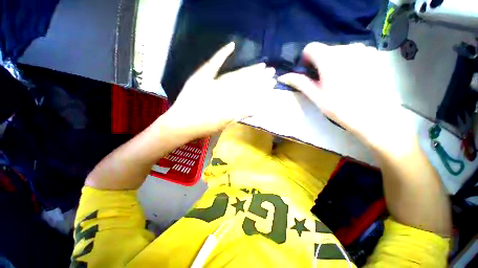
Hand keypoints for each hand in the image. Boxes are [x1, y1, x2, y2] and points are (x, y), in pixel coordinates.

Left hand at [163, 42, 275, 138]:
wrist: (181, 124)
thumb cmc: (203, 127)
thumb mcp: (224, 123)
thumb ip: (240, 115)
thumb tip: (257, 108)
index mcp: (228, 102)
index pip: (249, 93)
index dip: (261, 87)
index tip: (272, 82)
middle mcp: (223, 90)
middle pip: (244, 82)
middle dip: (259, 77)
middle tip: (272, 71)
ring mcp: (213, 82)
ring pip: (235, 75)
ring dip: (249, 70)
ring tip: (262, 65)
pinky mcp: (202, 77)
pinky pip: (213, 64)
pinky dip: (222, 54)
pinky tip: (231, 45)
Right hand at [278, 42, 413, 146]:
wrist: (375, 115)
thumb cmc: (340, 107)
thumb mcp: (316, 96)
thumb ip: (300, 82)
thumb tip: (283, 76)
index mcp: (329, 58)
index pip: (311, 48)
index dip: (307, 60)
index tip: (310, 73)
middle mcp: (347, 48)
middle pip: (326, 50)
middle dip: (321, 63)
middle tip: (326, 82)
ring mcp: (363, 49)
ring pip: (340, 51)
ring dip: (336, 62)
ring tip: (341, 81)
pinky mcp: (374, 55)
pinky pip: (355, 53)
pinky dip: (350, 62)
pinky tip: (355, 77)